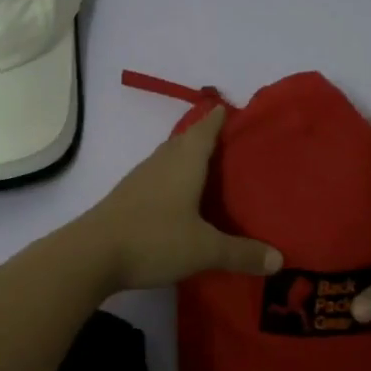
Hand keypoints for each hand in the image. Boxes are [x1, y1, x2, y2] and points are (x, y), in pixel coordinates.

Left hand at [78, 105, 283, 291]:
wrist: (91, 255)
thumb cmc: (153, 239)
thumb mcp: (204, 249)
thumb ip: (242, 253)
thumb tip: (280, 259)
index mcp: (184, 161)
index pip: (206, 128)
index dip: (220, 118)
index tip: (235, 111)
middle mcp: (162, 161)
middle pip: (186, 140)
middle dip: (207, 137)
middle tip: (233, 145)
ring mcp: (140, 178)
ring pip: (170, 159)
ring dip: (188, 159)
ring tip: (212, 170)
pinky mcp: (127, 198)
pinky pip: (158, 178)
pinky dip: (174, 180)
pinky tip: (181, 199)